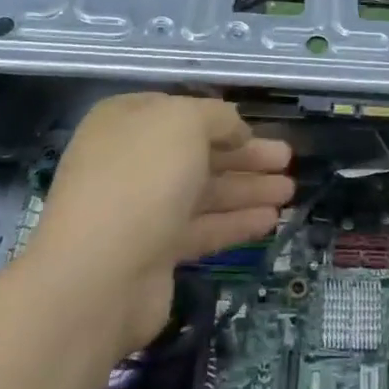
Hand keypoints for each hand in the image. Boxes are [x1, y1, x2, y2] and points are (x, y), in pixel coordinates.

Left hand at [31, 93, 293, 353]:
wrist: (98, 277)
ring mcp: (140, 209)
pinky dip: (235, 222)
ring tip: (290, 191)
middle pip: (198, 153)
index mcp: (127, 122)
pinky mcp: (153, 253)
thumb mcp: (185, 123)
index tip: (255, 128)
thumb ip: (217, 117)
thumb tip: (233, 129)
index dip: (220, 119)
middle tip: (287, 159)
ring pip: (203, 192)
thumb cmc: (142, 179)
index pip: (180, 112)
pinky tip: (271, 220)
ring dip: (247, 189)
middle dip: (244, 155)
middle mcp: (130, 162)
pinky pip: (201, 228)